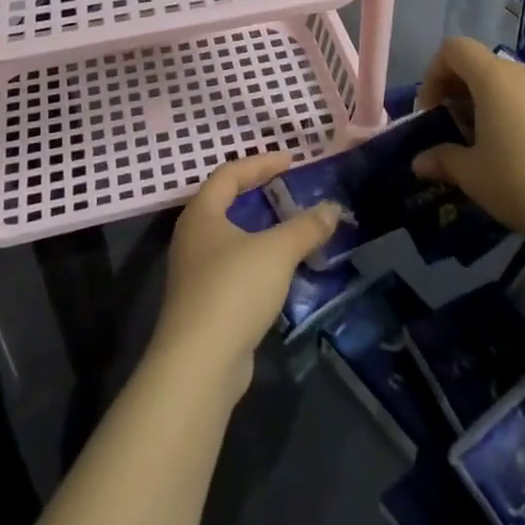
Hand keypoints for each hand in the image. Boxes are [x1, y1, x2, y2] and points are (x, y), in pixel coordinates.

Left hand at [151, 153, 340, 397]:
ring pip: (231, 239)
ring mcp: (195, 274)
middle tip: (289, 188)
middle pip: (226, 204)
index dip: (261, 163)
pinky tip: (281, 272)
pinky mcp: (205, 304)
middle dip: (259, 194)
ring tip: (292, 229)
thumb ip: (305, 227)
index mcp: (202, 214)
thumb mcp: (277, 251)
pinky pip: (235, 269)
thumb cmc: (233, 289)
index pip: (229, 174)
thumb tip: (332, 209)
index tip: (291, 160)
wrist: (199, 364)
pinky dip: (259, 261)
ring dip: (261, 231)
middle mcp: (193, 238)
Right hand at [411, 37, 524, 273]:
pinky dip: (511, 111)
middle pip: (479, 63)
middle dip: (456, 90)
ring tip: (481, 142)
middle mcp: (524, 73)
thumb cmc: (523, 184)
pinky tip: (515, 150)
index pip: (454, 49)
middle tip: (450, 128)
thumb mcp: (473, 175)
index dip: (433, 73)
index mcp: (495, 78)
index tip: (431, 112)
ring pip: (506, 81)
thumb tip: (419, 162)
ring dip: (484, 102)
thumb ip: (441, 159)